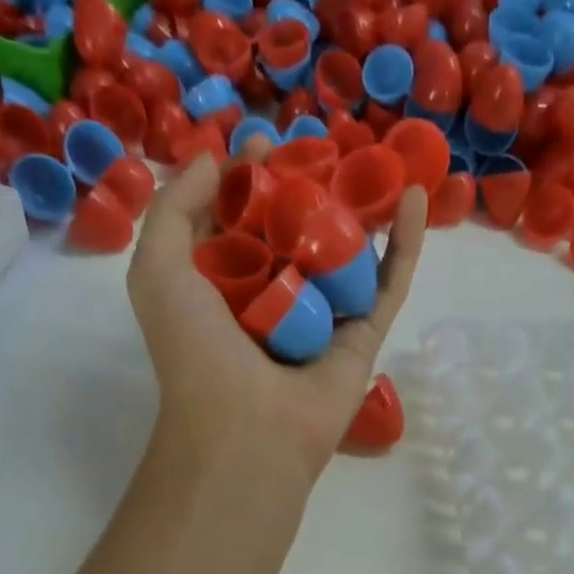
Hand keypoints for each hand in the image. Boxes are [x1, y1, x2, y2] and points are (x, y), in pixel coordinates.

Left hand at [126, 145, 426, 489]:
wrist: (246, 429)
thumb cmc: (196, 351)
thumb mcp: (158, 270)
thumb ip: (174, 210)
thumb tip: (216, 163)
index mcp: (224, 288)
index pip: (241, 222)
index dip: (250, 181)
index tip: (261, 145)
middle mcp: (275, 301)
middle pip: (297, 233)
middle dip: (308, 187)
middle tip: (320, 147)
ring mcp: (323, 320)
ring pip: (347, 255)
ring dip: (360, 209)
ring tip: (374, 160)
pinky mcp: (363, 339)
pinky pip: (387, 285)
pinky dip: (404, 245)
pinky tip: (415, 197)